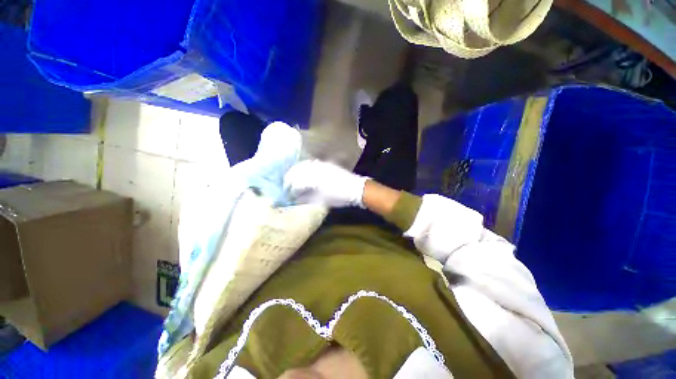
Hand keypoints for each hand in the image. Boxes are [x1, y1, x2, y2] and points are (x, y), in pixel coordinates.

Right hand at [284, 160, 367, 207]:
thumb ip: (308, 198)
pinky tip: (304, 170)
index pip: (296, 182)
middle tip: (286, 184)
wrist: (355, 188)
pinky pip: (313, 163)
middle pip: (298, 170)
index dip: (290, 188)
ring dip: (296, 170)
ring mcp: (322, 165)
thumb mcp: (322, 200)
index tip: (287, 193)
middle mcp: (315, 169)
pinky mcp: (327, 164)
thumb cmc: (339, 197)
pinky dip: (305, 166)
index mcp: (313, 179)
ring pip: (304, 165)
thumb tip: (297, 198)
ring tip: (293, 177)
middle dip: (290, 177)